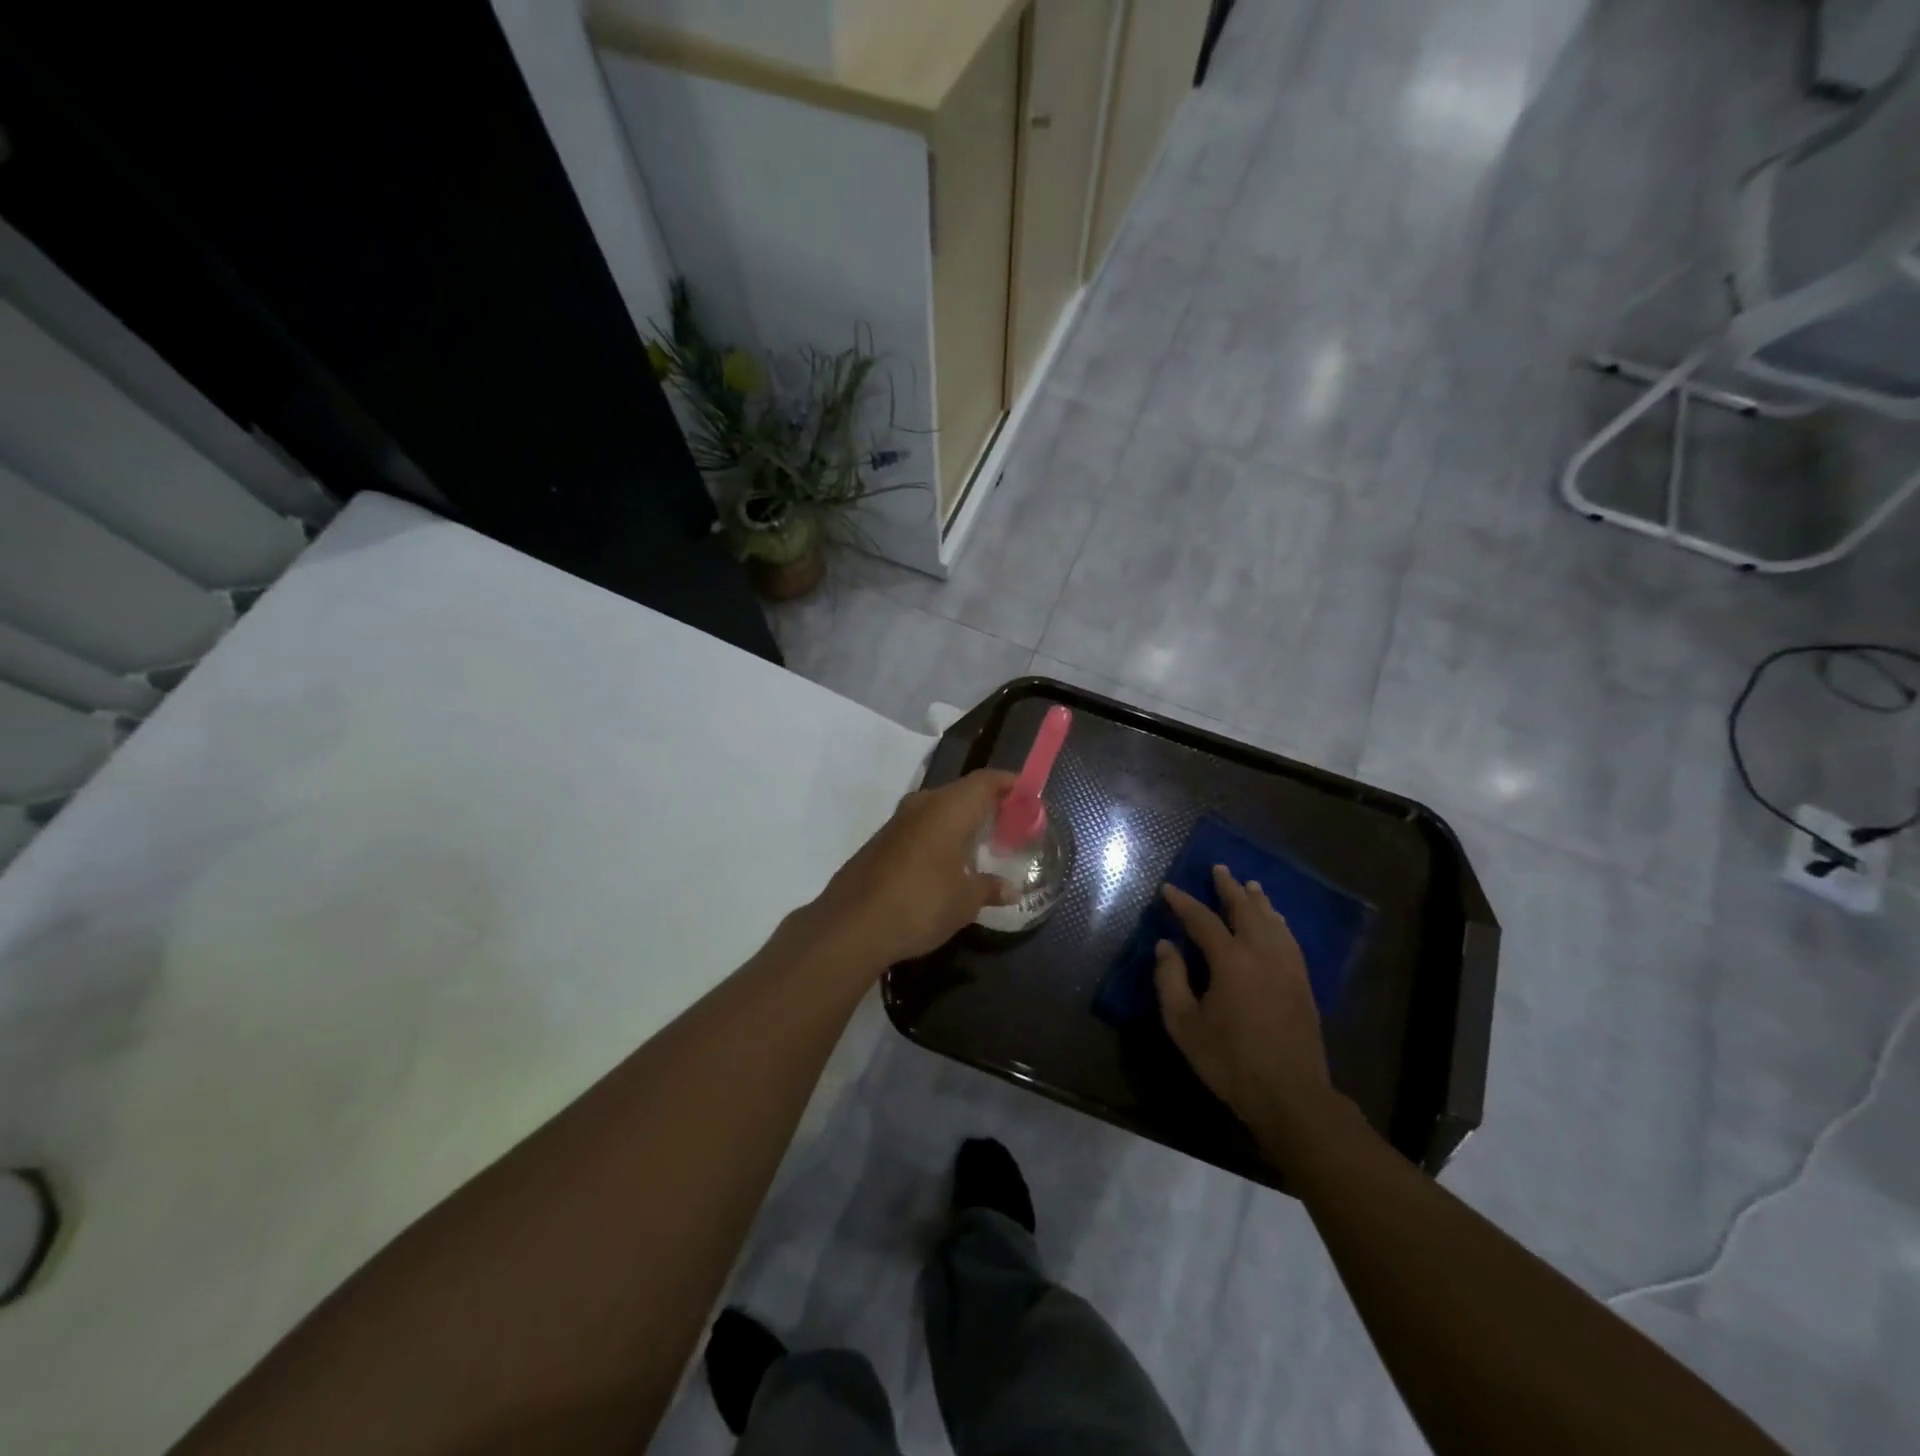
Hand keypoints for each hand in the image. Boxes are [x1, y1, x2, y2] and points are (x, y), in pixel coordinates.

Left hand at [802, 769, 1017, 971]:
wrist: (851, 926)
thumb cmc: (921, 904)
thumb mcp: (965, 901)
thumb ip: (990, 888)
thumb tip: (1010, 889)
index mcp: (949, 808)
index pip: (986, 781)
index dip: (1010, 784)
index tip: (1029, 797)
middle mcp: (923, 804)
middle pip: (962, 791)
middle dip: (988, 804)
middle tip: (1010, 825)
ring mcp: (897, 821)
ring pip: (939, 808)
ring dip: (961, 821)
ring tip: (982, 845)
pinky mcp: (881, 841)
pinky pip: (921, 827)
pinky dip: (940, 835)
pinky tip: (947, 863)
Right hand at [1155, 866, 1339, 1144]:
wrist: (1290, 1095)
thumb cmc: (1229, 1060)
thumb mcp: (1184, 1024)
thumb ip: (1170, 980)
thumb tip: (1166, 946)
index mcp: (1230, 960)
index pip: (1202, 919)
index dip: (1183, 902)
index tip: (1168, 889)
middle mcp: (1262, 953)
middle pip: (1245, 909)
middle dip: (1229, 887)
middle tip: (1219, 869)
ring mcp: (1287, 966)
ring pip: (1272, 921)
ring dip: (1258, 900)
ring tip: (1250, 885)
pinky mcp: (1303, 982)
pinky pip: (1289, 939)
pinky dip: (1279, 922)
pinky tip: (1276, 922)